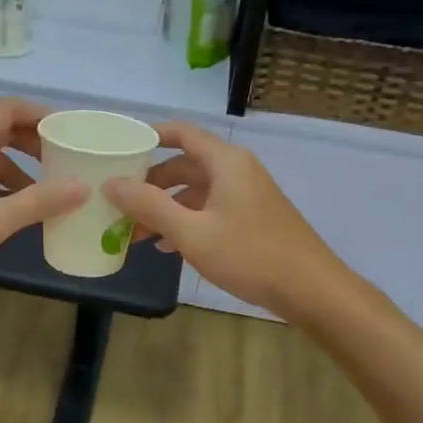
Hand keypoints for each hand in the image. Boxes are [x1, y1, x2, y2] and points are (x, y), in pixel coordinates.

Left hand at [0, 99, 86, 294]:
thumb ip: (40, 201)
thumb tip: (83, 186)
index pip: (10, 108)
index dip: (41, 114)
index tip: (69, 131)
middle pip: (0, 128)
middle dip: (34, 142)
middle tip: (64, 160)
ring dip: (17, 166)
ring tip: (44, 191)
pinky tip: (11, 208)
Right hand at [104, 122, 340, 317]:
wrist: (311, 289)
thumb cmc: (250, 254)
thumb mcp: (192, 232)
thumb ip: (149, 206)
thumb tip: (110, 183)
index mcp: (225, 162)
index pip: (182, 133)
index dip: (150, 136)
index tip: (121, 148)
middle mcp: (237, 170)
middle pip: (185, 164)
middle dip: (151, 183)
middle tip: (120, 200)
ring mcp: (247, 195)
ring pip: (196, 191)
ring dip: (166, 207)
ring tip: (136, 232)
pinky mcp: (252, 218)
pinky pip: (210, 209)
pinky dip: (186, 221)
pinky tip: (168, 247)